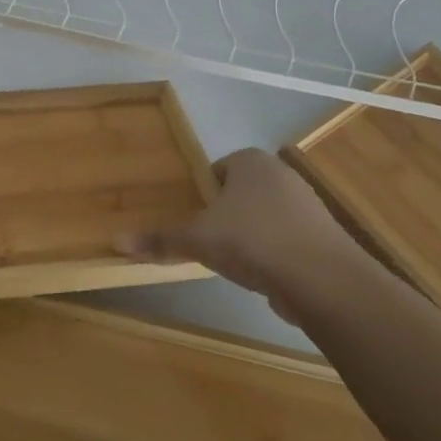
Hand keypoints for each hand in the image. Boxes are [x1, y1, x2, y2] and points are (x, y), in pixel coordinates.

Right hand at [119, 148, 363, 324]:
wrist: (321, 278)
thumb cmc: (251, 241)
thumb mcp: (196, 240)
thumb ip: (159, 240)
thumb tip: (116, 242)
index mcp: (249, 161)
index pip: (217, 169)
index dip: (202, 193)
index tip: (193, 218)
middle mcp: (281, 174)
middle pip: (242, 191)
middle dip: (226, 214)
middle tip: (208, 240)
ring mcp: (307, 204)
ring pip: (266, 215)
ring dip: (251, 234)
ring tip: (235, 261)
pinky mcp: (324, 236)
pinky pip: (288, 238)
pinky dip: (275, 253)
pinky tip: (264, 275)